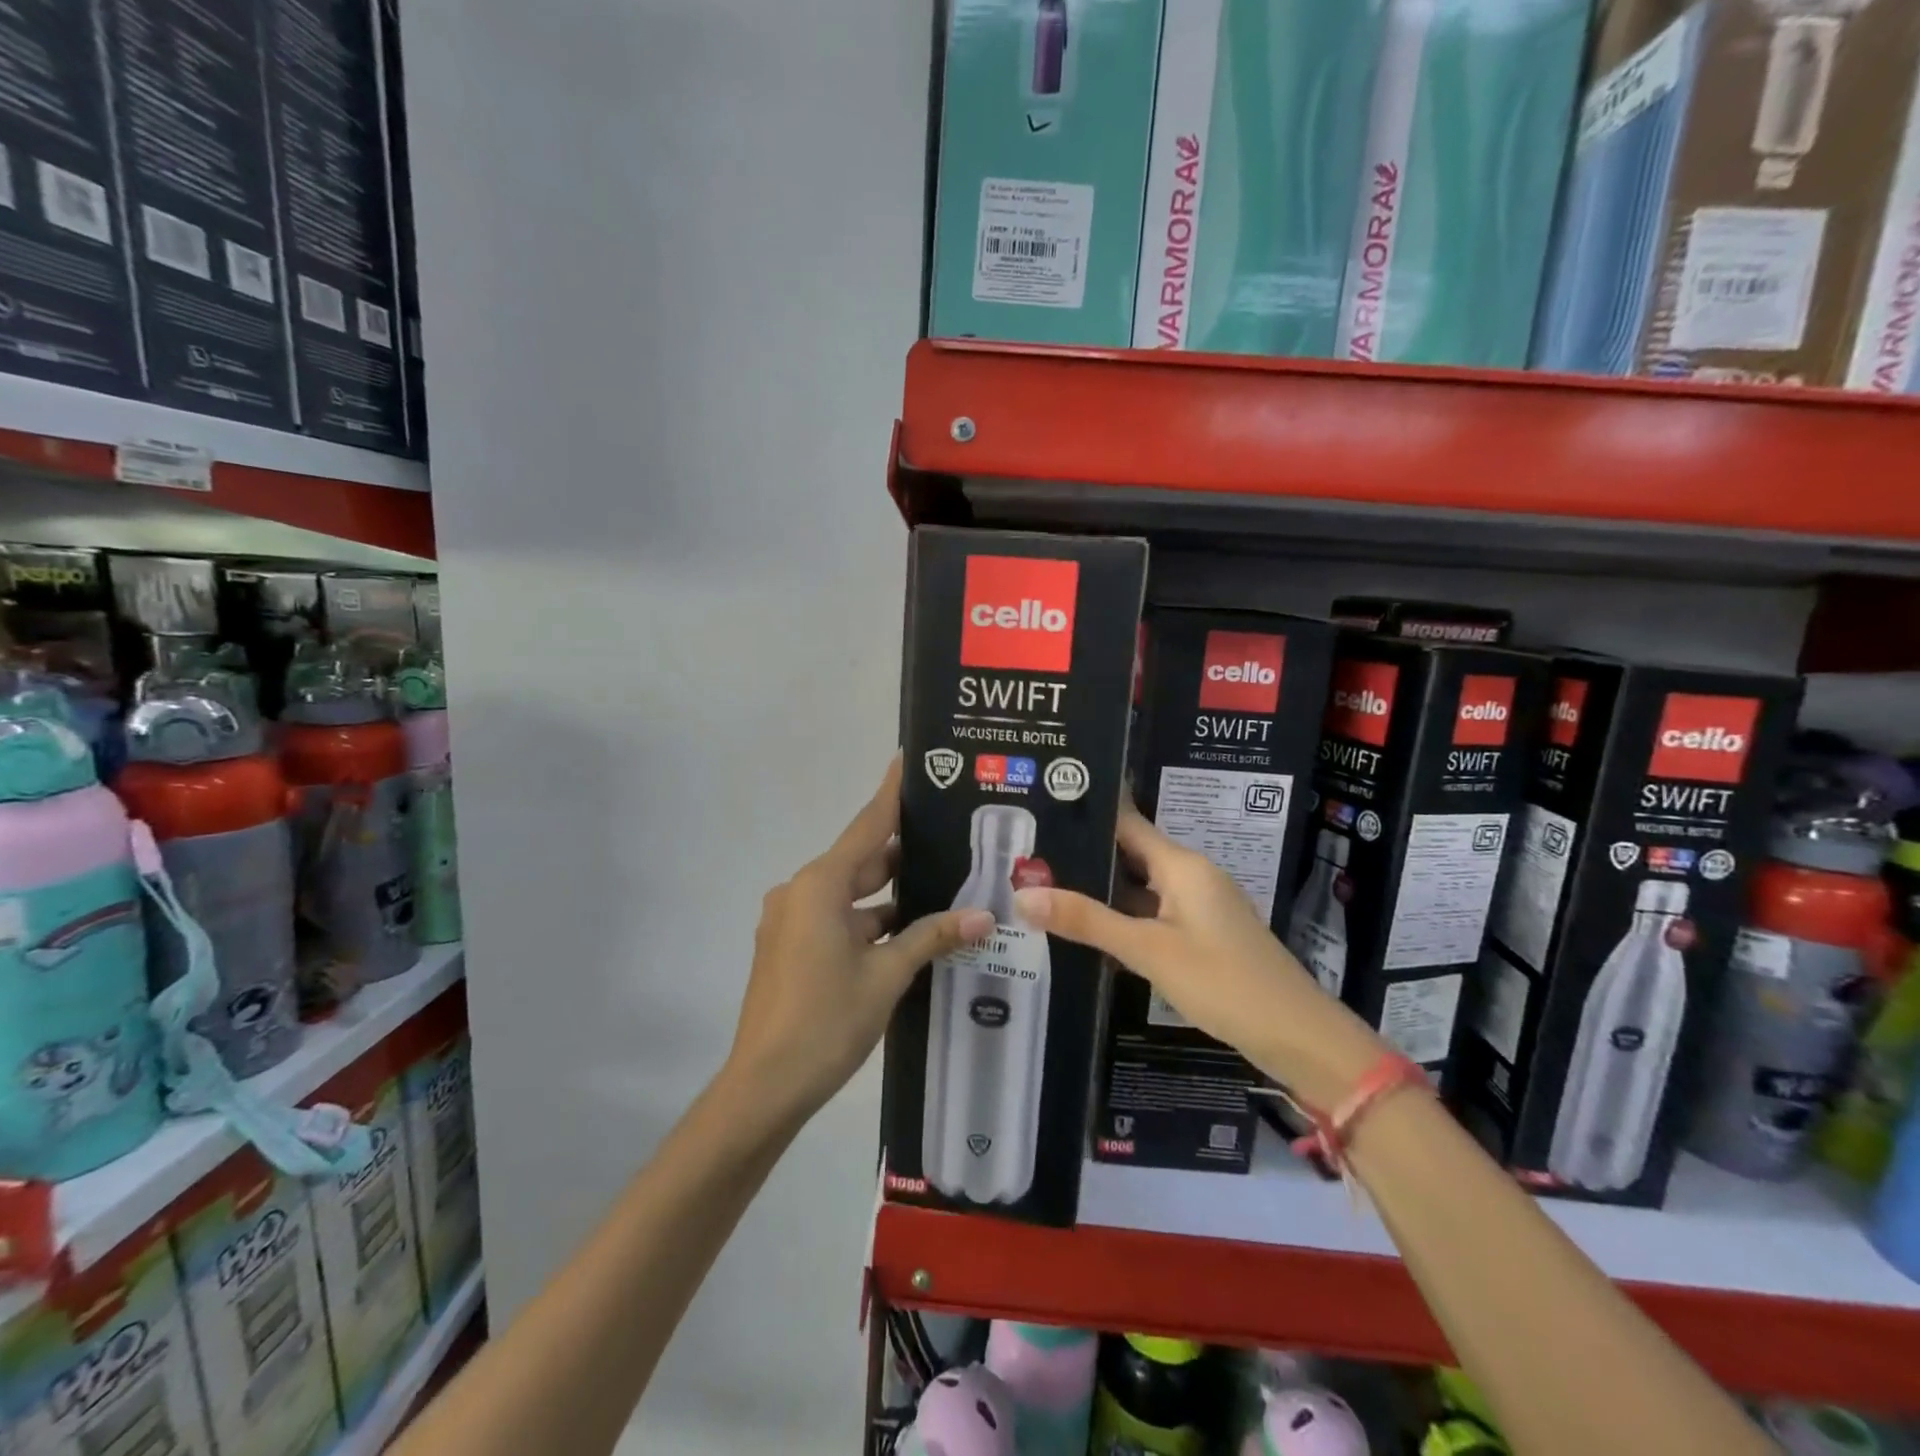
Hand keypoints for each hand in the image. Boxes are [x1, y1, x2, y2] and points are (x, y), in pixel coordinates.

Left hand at [727, 757, 993, 1117]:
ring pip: (850, 894)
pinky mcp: (790, 947)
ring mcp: (791, 921)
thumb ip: (932, 937)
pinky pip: (836, 919)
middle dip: (902, 851)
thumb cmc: (826, 1021)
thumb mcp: (886, 975)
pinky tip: (908, 931)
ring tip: (941, 884)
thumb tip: (982, 916)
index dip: (891, 793)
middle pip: (859, 860)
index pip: (866, 826)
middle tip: (949, 835)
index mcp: (820, 886)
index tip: (908, 760)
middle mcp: (800, 892)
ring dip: (888, 894)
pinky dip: (869, 920)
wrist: (764, 1086)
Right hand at [1012, 804, 1382, 1105]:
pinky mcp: (1201, 933)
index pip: (1126, 823)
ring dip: (1100, 887)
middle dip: (1083, 854)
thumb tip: (1022, 895)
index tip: (1042, 806)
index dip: (1086, 814)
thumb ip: (1087, 921)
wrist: (1298, 1036)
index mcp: (1182, 865)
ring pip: (1139, 885)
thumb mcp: (1149, 950)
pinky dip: (1121, 915)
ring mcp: (1198, 906)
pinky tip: (1087, 925)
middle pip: (1129, 853)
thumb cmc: (1224, 982)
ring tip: (1044, 883)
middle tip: (1026, 853)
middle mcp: (1191, 875)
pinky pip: (1152, 911)